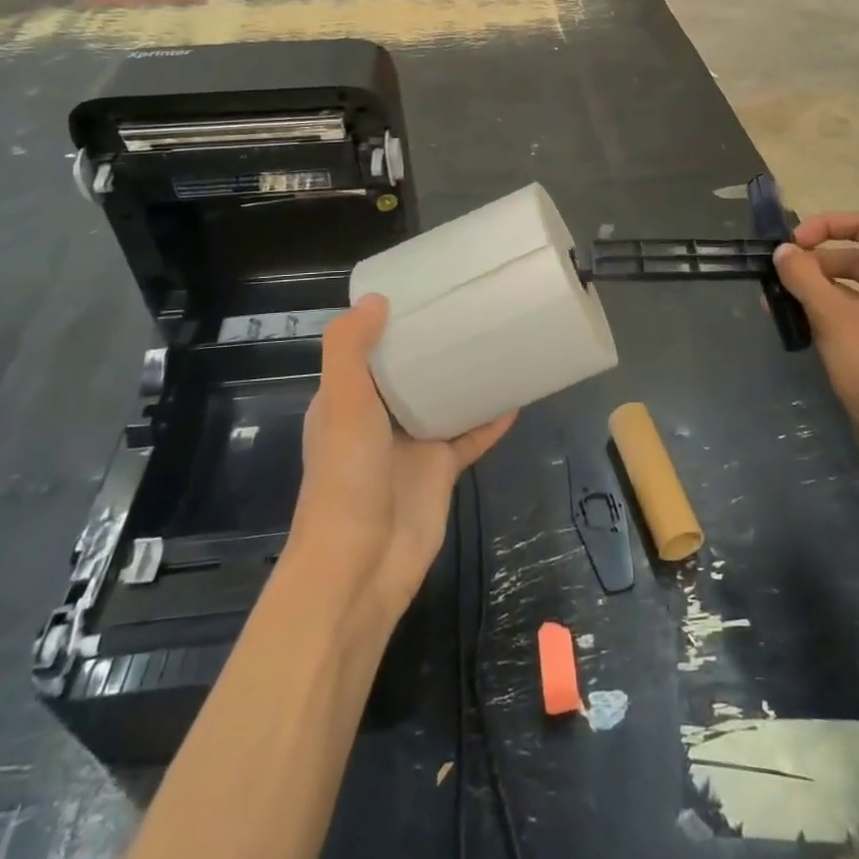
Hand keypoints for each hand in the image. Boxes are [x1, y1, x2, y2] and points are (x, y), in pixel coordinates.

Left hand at [291, 295, 514, 628]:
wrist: (361, 564)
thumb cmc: (346, 476)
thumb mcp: (342, 402)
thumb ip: (350, 348)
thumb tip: (376, 299)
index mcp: (347, 400)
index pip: (367, 352)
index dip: (389, 324)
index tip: (422, 293)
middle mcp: (378, 419)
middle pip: (410, 374)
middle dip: (434, 348)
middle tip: (469, 310)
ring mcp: (411, 446)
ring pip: (444, 402)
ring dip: (465, 379)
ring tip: (497, 342)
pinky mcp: (441, 471)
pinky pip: (470, 436)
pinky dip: (490, 419)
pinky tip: (516, 396)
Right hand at [773, 213, 858, 467]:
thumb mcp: (832, 316)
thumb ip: (803, 276)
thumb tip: (782, 252)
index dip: (824, 226)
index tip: (792, 245)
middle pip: (854, 254)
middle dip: (813, 261)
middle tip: (776, 276)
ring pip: (850, 284)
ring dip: (813, 286)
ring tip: (774, 300)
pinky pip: (852, 309)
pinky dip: (824, 308)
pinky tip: (793, 320)